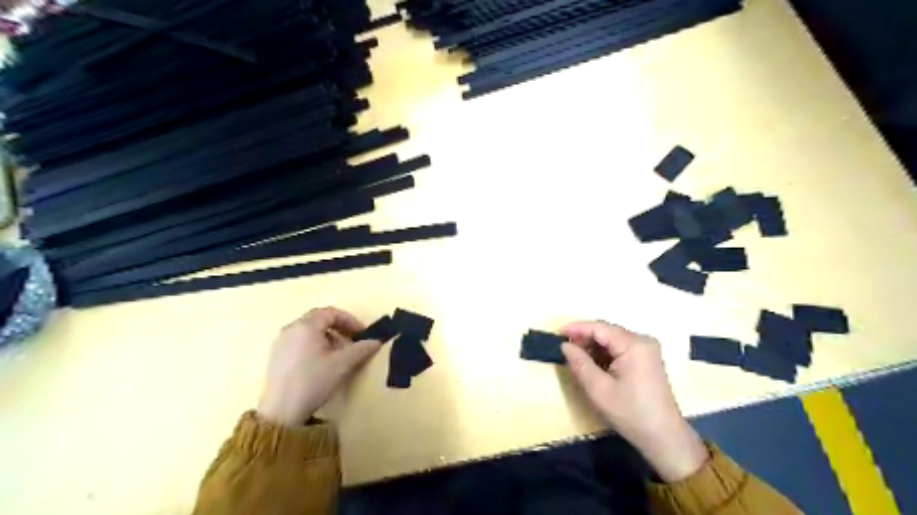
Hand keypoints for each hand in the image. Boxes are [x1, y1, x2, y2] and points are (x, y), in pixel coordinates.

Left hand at [255, 305, 380, 426]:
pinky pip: (298, 340)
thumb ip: (361, 349)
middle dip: (338, 327)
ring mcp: (280, 342)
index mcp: (306, 326)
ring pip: (308, 330)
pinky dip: (313, 343)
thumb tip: (376, 341)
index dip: (349, 320)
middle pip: (318, 319)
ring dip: (326, 336)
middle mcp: (291, 328)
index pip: (331, 312)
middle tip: (352, 340)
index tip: (361, 333)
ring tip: (337, 353)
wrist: (281, 412)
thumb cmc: (314, 382)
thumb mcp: (342, 365)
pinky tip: (320, 362)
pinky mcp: (275, 355)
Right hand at [560, 322, 706, 482]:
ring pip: (612, 340)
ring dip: (593, 346)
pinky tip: (592, 364)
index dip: (576, 328)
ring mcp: (647, 350)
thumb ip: (580, 363)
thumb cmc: (631, 413)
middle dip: (584, 338)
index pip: (599, 327)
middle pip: (607, 331)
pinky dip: (604, 354)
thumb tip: (565, 346)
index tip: (556, 333)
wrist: (664, 438)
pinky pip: (620, 348)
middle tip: (564, 349)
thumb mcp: (599, 389)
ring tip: (575, 358)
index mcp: (634, 345)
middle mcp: (642, 341)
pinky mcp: (647, 359)